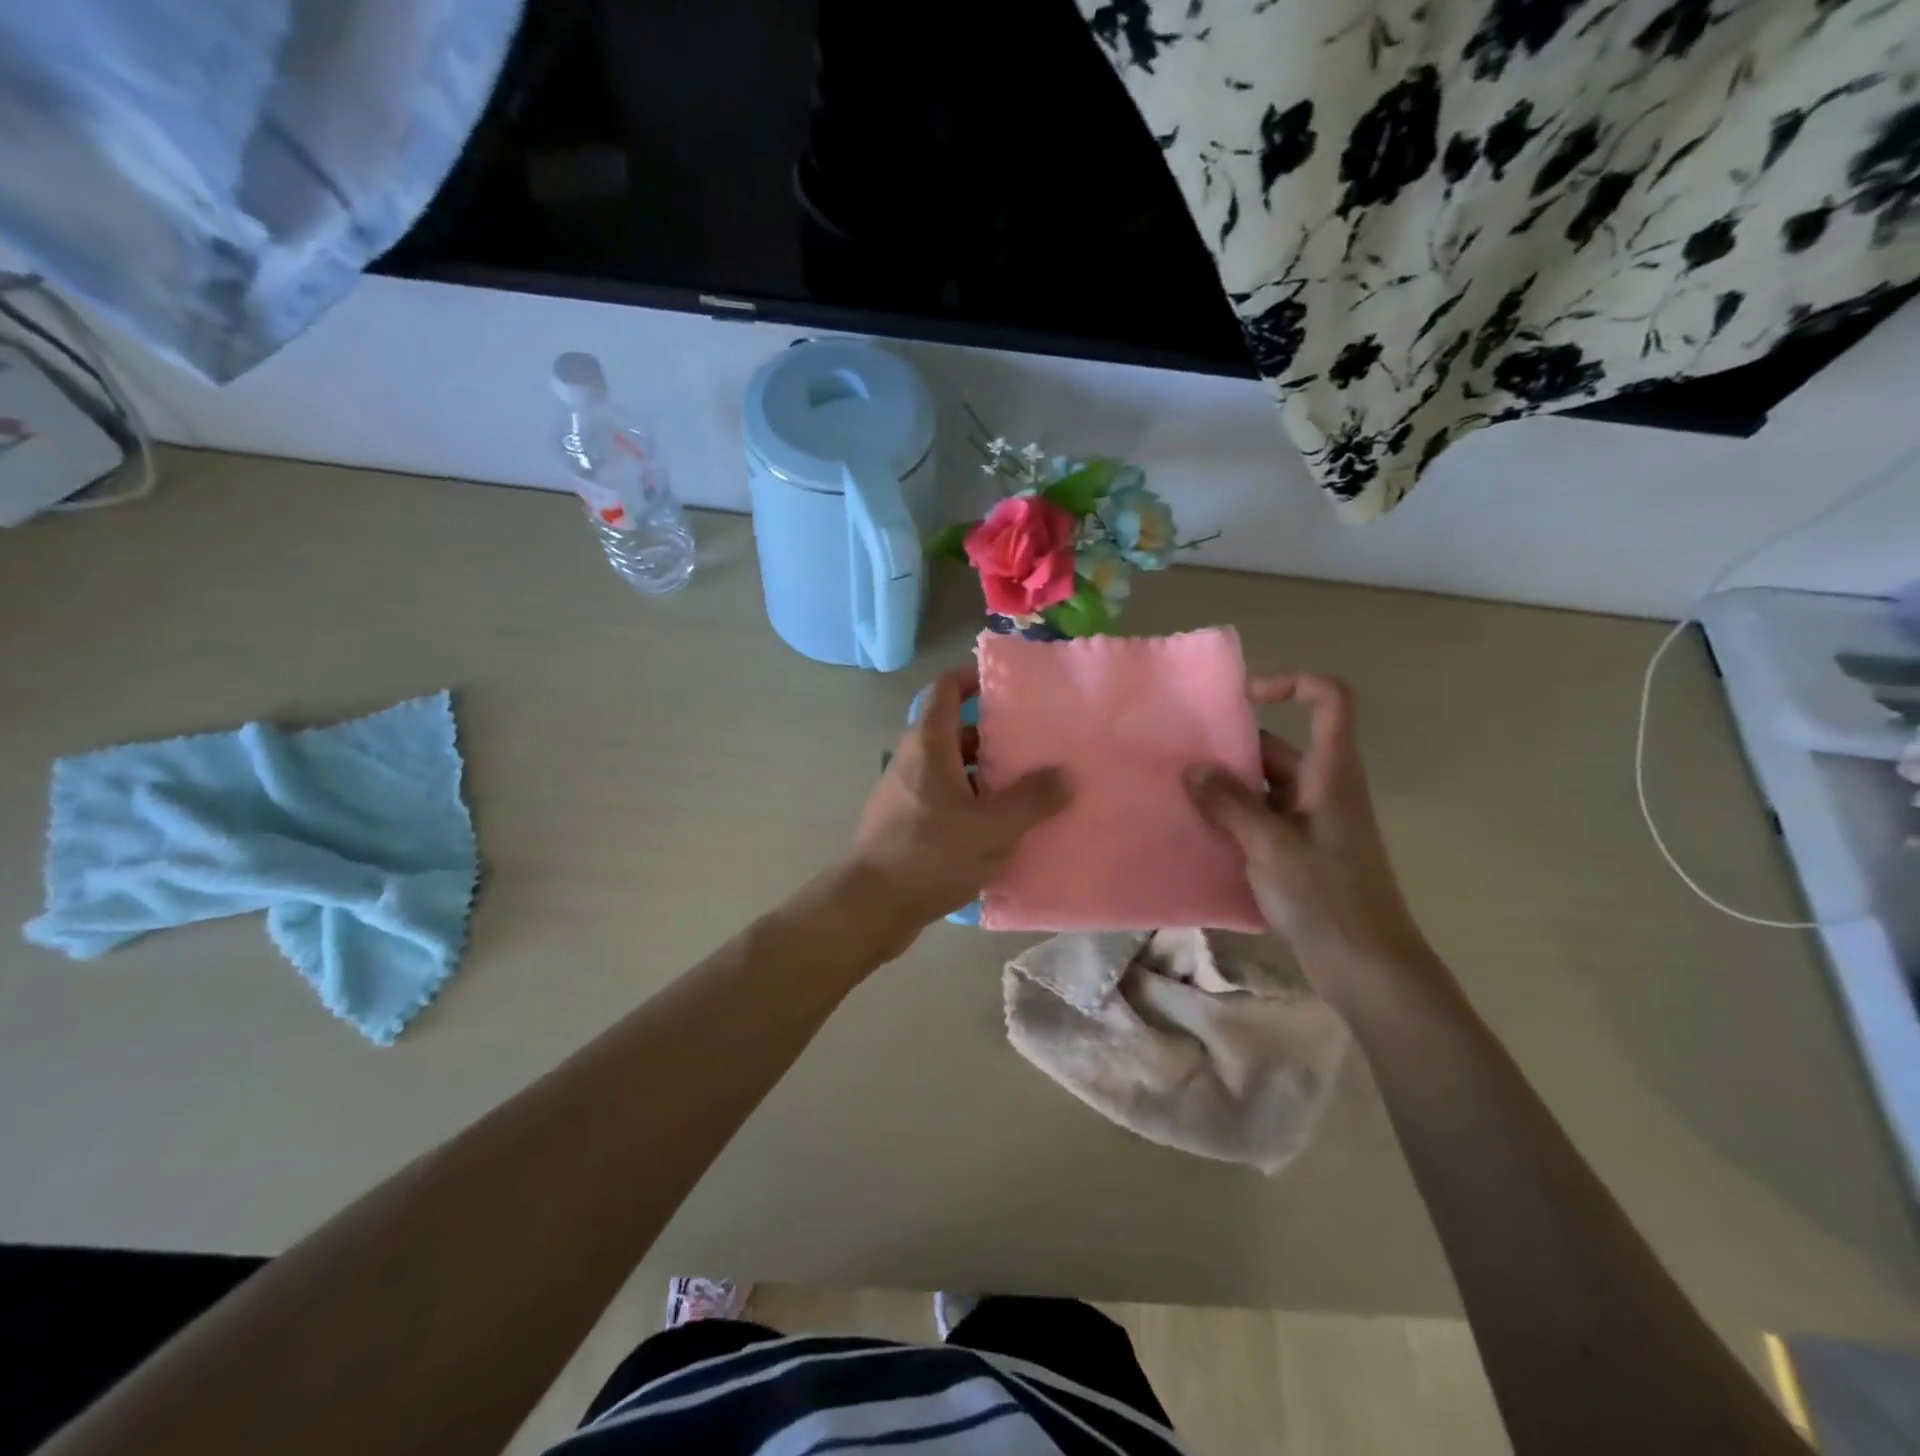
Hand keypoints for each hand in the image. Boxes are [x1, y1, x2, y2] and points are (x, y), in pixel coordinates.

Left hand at [846, 666, 1069, 946]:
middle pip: (956, 732)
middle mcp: (913, 759)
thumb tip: (1064, 774)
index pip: (947, 687)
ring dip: (987, 776)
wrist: (871, 906)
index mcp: (930, 743)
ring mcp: (905, 792)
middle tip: (1037, 747)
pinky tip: (999, 831)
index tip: (1011, 686)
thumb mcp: (993, 827)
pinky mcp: (905, 822)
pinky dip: (971, 804)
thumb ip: (1033, 799)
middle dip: (996, 736)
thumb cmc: (932, 854)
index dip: (975, 677)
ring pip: (953, 770)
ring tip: (1029, 791)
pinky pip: (944, 800)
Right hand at [1184, 673, 1431, 996]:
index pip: (1329, 701)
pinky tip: (1197, 834)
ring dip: (1225, 790)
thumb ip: (1231, 805)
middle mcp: (1323, 789)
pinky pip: (1259, 820)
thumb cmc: (1327, 898)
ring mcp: (1310, 822)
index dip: (1291, 684)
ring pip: (1263, 787)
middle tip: (1180, 763)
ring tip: (1177, 798)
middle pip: (1278, 747)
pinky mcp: (1298, 852)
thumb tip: (1194, 768)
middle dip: (1230, 750)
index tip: (1242, 700)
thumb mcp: (1272, 847)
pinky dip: (1231, 820)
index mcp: (1331, 774)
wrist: (1367, 967)